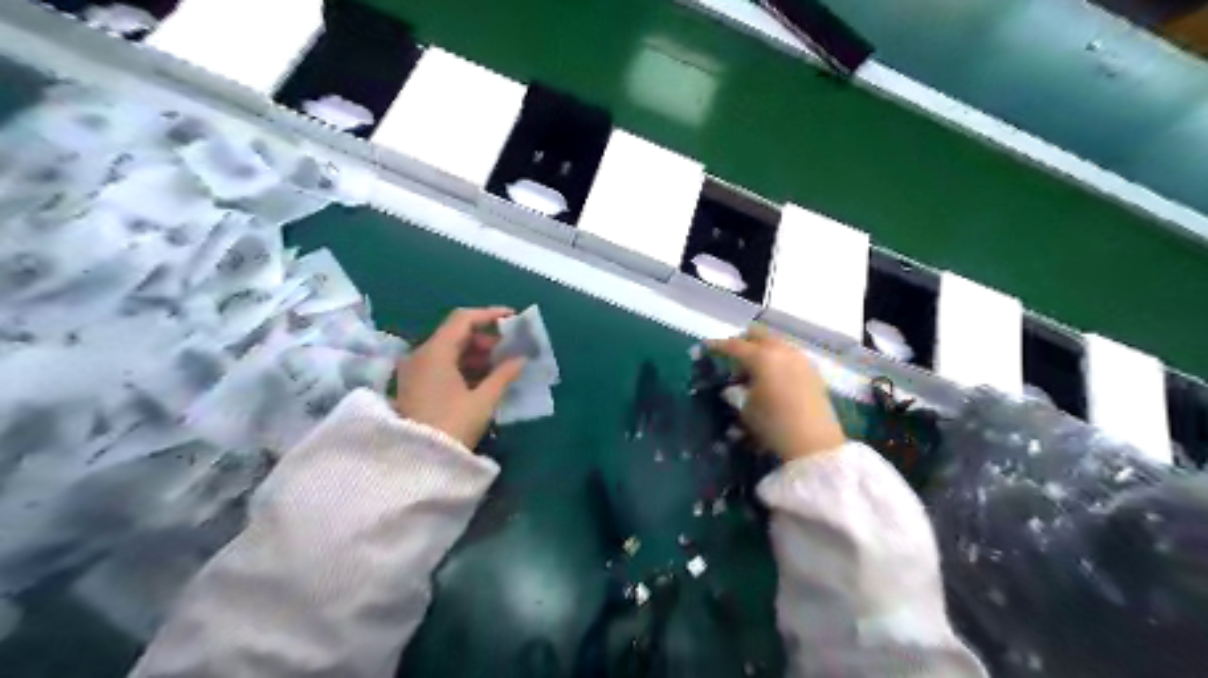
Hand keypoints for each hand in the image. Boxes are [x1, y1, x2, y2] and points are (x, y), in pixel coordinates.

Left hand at [400, 307, 526, 449]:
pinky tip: (483, 379)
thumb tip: (520, 359)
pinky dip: (463, 365)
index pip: (463, 319)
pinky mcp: (415, 386)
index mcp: (435, 352)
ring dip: (475, 353)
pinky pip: (442, 365)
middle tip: (510, 349)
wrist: (415, 462)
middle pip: (455, 333)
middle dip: (485, 338)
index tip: (513, 319)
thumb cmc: (452, 426)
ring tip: (501, 366)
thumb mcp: (482, 400)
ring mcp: (415, 370)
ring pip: (449, 350)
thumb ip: (503, 375)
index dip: (490, 314)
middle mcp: (421, 355)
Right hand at [703, 323, 842, 461]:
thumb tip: (734, 387)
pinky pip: (790, 355)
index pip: (735, 345)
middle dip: (744, 341)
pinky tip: (773, 377)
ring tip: (753, 370)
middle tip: (732, 355)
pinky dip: (778, 359)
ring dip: (763, 350)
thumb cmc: (773, 424)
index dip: (719, 345)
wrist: (814, 442)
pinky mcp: (812, 371)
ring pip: (777, 343)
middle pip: (759, 335)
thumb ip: (737, 392)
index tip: (707, 346)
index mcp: (762, 357)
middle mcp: (782, 351)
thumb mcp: (746, 409)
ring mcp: (800, 359)